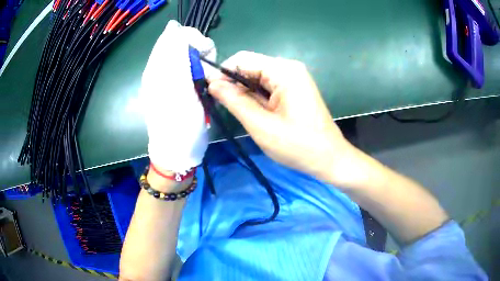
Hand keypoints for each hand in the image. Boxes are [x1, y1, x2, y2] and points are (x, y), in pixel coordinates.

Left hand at [139, 20, 215, 172]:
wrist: (177, 152)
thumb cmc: (180, 124)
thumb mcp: (178, 88)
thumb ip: (176, 56)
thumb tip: (174, 28)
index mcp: (157, 68)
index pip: (173, 36)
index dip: (192, 37)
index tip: (206, 51)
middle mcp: (159, 70)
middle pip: (179, 43)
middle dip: (197, 48)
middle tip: (208, 65)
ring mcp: (166, 79)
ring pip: (185, 55)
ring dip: (200, 60)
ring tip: (206, 76)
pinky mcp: (175, 88)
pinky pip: (188, 68)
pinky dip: (199, 70)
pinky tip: (202, 82)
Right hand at [207, 51, 356, 184]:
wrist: (329, 159)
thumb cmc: (298, 145)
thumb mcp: (261, 125)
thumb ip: (234, 100)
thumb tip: (212, 83)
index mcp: (284, 71)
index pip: (242, 59)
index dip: (222, 73)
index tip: (209, 91)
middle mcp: (289, 68)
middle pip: (250, 66)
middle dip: (233, 83)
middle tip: (221, 106)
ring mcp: (293, 78)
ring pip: (257, 77)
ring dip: (243, 92)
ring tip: (237, 112)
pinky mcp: (294, 89)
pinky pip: (267, 86)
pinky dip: (255, 97)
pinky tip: (252, 112)